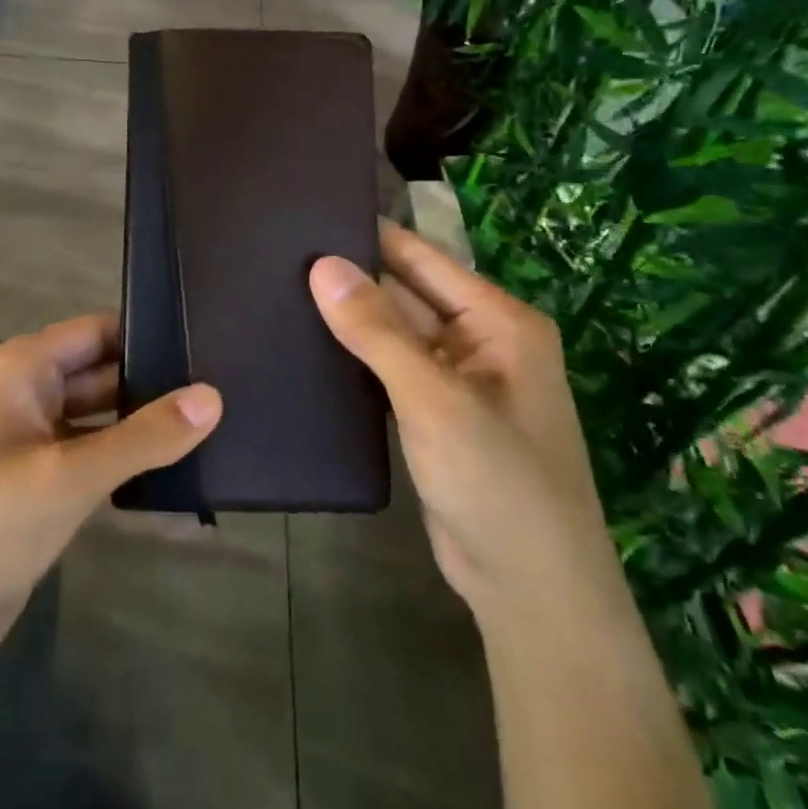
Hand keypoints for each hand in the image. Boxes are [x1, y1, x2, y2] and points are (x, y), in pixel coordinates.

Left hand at [0, 315, 222, 664]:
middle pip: (102, 373)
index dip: (149, 334)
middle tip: (225, 387)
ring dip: (143, 425)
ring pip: (100, 418)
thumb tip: (214, 396)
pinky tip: (176, 470)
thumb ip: (143, 436)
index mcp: (22, 369)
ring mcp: (32, 443)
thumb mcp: (68, 476)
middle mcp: (26, 394)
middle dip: (154, 383)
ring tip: (215, 426)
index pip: (98, 332)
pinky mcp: (39, 486)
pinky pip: (92, 458)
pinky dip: (126, 461)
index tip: (208, 343)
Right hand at [309, 221, 620, 619]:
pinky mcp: (433, 414)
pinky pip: (388, 370)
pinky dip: (354, 358)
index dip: (369, 236)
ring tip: (278, 290)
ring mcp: (456, 380)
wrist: (529, 592)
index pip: (422, 258)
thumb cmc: (496, 482)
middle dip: (351, 278)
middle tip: (277, 255)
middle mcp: (480, 341)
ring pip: (393, 333)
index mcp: (498, 321)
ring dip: (349, 319)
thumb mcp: (433, 398)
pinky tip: (306, 344)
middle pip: (405, 293)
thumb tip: (322, 264)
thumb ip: (376, 330)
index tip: (306, 216)